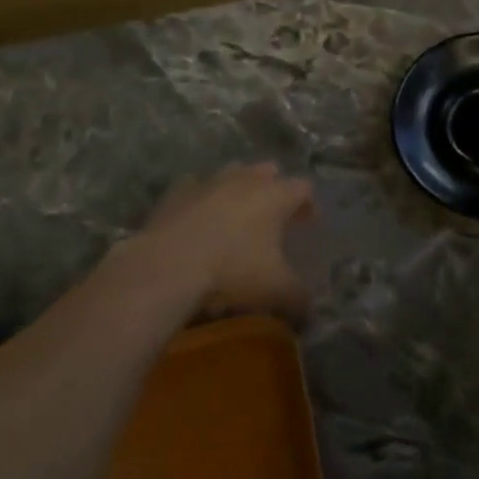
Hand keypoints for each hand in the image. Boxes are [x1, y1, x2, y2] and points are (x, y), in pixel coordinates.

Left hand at [132, 162, 315, 320]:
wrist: (168, 267)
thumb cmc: (232, 271)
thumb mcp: (276, 290)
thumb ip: (299, 296)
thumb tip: (310, 307)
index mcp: (275, 195)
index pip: (304, 188)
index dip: (309, 205)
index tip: (308, 224)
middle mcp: (245, 179)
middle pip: (268, 171)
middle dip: (274, 189)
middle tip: (273, 217)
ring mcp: (209, 182)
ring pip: (232, 172)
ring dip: (239, 188)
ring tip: (237, 214)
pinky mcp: (177, 192)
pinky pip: (195, 187)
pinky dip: (201, 198)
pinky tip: (197, 217)